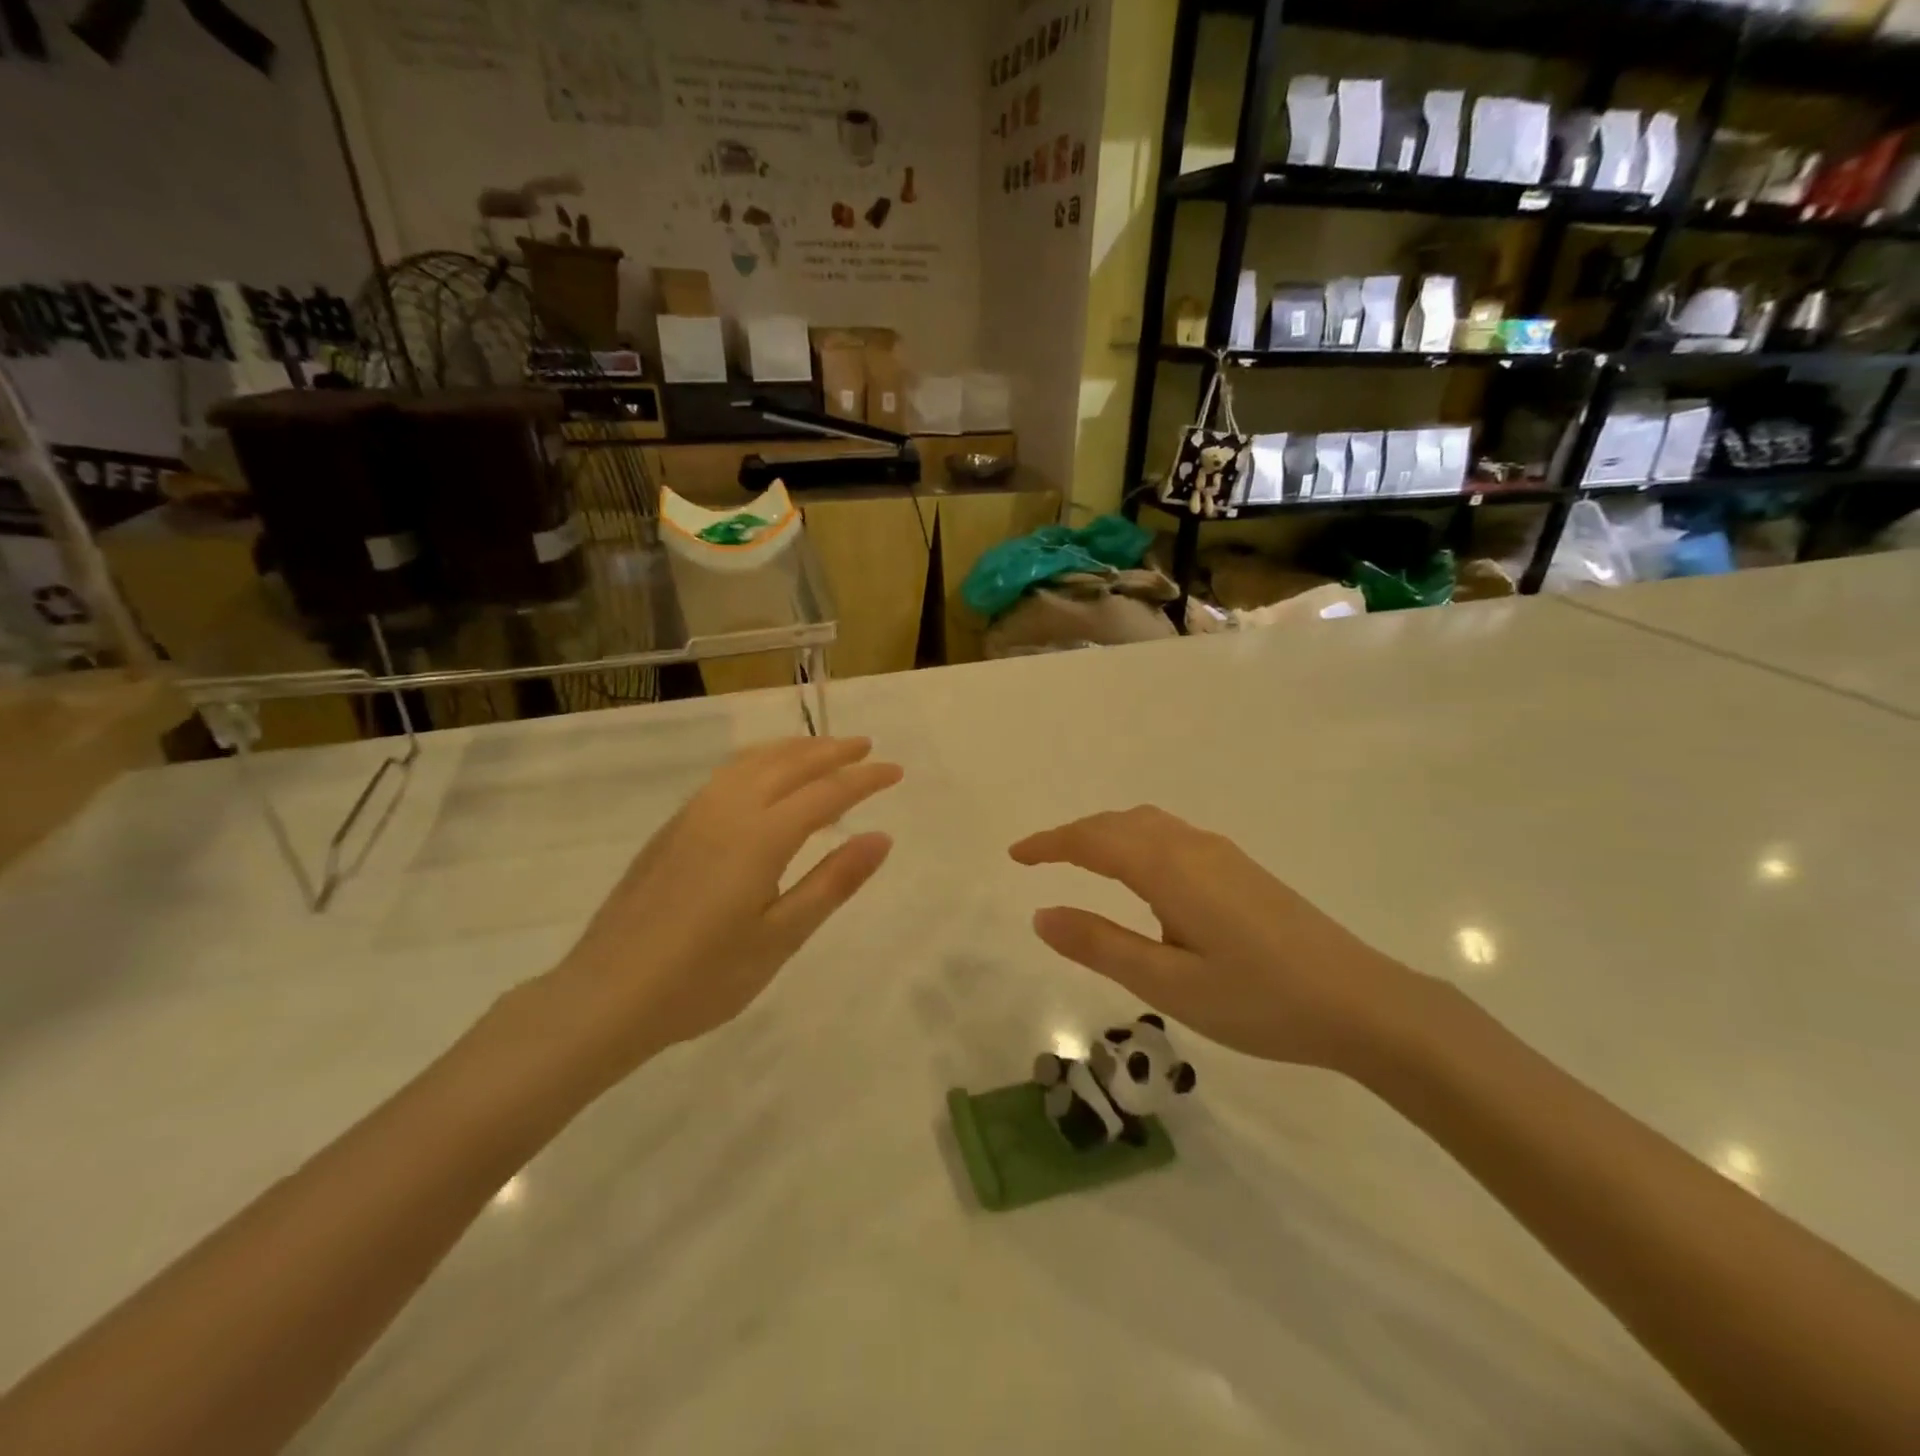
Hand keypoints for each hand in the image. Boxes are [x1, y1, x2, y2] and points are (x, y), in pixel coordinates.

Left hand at [547, 737, 900, 1070]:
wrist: (607, 995)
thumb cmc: (704, 978)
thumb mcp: (781, 937)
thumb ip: (833, 882)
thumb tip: (881, 837)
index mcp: (761, 836)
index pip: (827, 792)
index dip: (865, 778)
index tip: (896, 770)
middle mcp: (728, 810)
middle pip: (789, 764)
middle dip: (831, 751)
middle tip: (866, 746)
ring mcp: (694, 815)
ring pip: (752, 761)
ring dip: (793, 749)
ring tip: (821, 749)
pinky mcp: (672, 828)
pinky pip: (727, 774)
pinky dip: (760, 761)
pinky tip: (763, 775)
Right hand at [1010, 806, 1433, 1073]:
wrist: (1362, 1003)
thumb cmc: (1259, 999)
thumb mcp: (1168, 984)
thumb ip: (1101, 946)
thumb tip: (1041, 914)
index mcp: (1169, 868)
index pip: (1093, 840)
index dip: (1049, 844)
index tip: (1014, 856)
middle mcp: (1192, 847)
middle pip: (1119, 823)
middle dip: (1074, 835)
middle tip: (1038, 859)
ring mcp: (1222, 855)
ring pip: (1148, 825)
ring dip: (1107, 834)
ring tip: (1080, 861)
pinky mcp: (1242, 870)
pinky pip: (1171, 836)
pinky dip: (1136, 841)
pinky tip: (1142, 876)